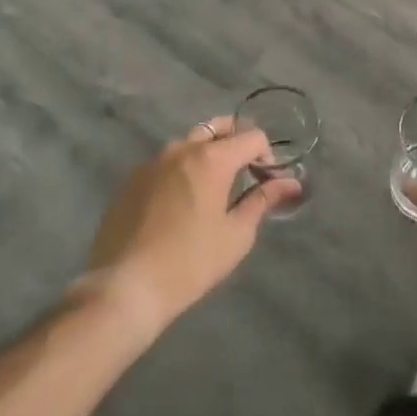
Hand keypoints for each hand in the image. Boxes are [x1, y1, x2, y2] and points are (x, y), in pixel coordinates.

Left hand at [82, 116, 298, 337]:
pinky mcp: (131, 179)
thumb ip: (263, 200)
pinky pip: (165, 162)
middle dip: (236, 141)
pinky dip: (181, 169)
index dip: (266, 154)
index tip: (266, 180)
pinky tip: (178, 203)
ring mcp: (153, 161)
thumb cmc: (190, 263)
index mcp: (212, 158)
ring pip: (189, 142)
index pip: (251, 136)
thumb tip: (291, 183)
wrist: (124, 288)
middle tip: (244, 171)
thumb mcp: (235, 235)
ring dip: (207, 153)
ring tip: (211, 188)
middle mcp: (182, 148)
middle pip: (218, 128)